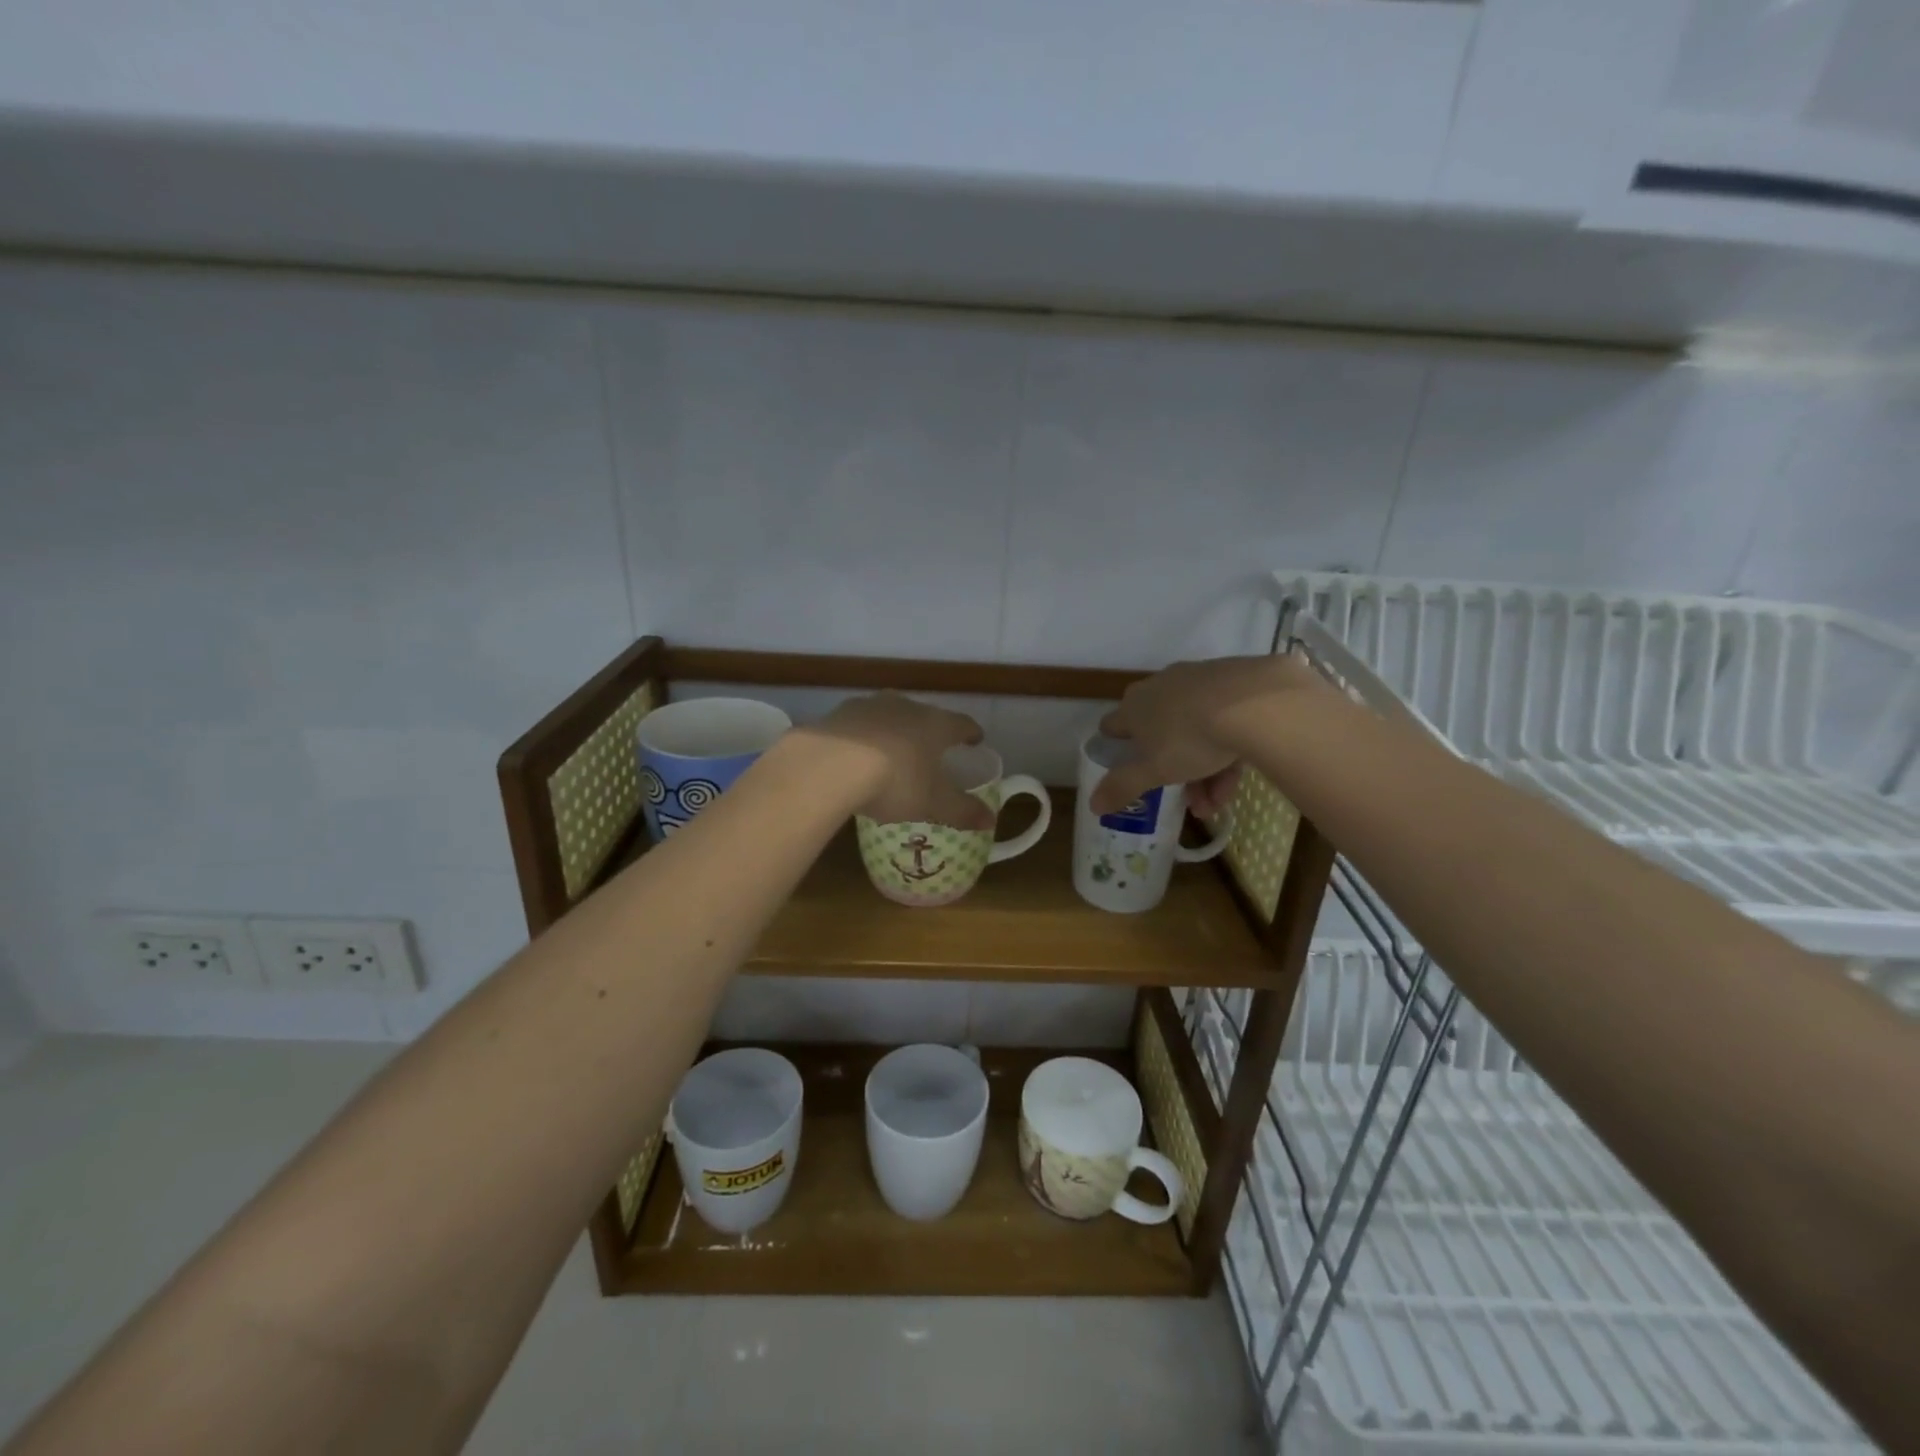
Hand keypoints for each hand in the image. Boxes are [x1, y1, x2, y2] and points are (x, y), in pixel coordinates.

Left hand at [801, 692, 993, 828]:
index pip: (961, 723)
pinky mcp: (838, 714)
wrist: (830, 764)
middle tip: (932, 749)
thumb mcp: (933, 803)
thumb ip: (963, 811)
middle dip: (930, 731)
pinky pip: (858, 725)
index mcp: (936, 724)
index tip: (975, 739)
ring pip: (890, 715)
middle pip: (925, 715)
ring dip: (895, 731)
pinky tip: (857, 755)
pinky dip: (864, 737)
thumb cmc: (896, 781)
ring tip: (893, 751)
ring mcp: (869, 706)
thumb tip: (991, 819)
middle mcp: (906, 706)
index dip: (970, 733)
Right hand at [1089, 653, 1320, 816]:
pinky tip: (1240, 775)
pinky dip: (1227, 748)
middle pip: (1159, 733)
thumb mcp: (1154, 771)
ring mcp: (1198, 680)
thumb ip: (1122, 787)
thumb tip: (1093, 805)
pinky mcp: (1233, 680)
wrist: (1255, 703)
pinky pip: (1223, 719)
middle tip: (1187, 799)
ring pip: (1195, 729)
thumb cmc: (1191, 738)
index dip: (1118, 747)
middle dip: (1172, 769)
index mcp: (1135, 706)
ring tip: (1218, 802)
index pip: (1114, 725)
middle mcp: (1160, 687)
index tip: (1129, 767)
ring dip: (1203, 770)